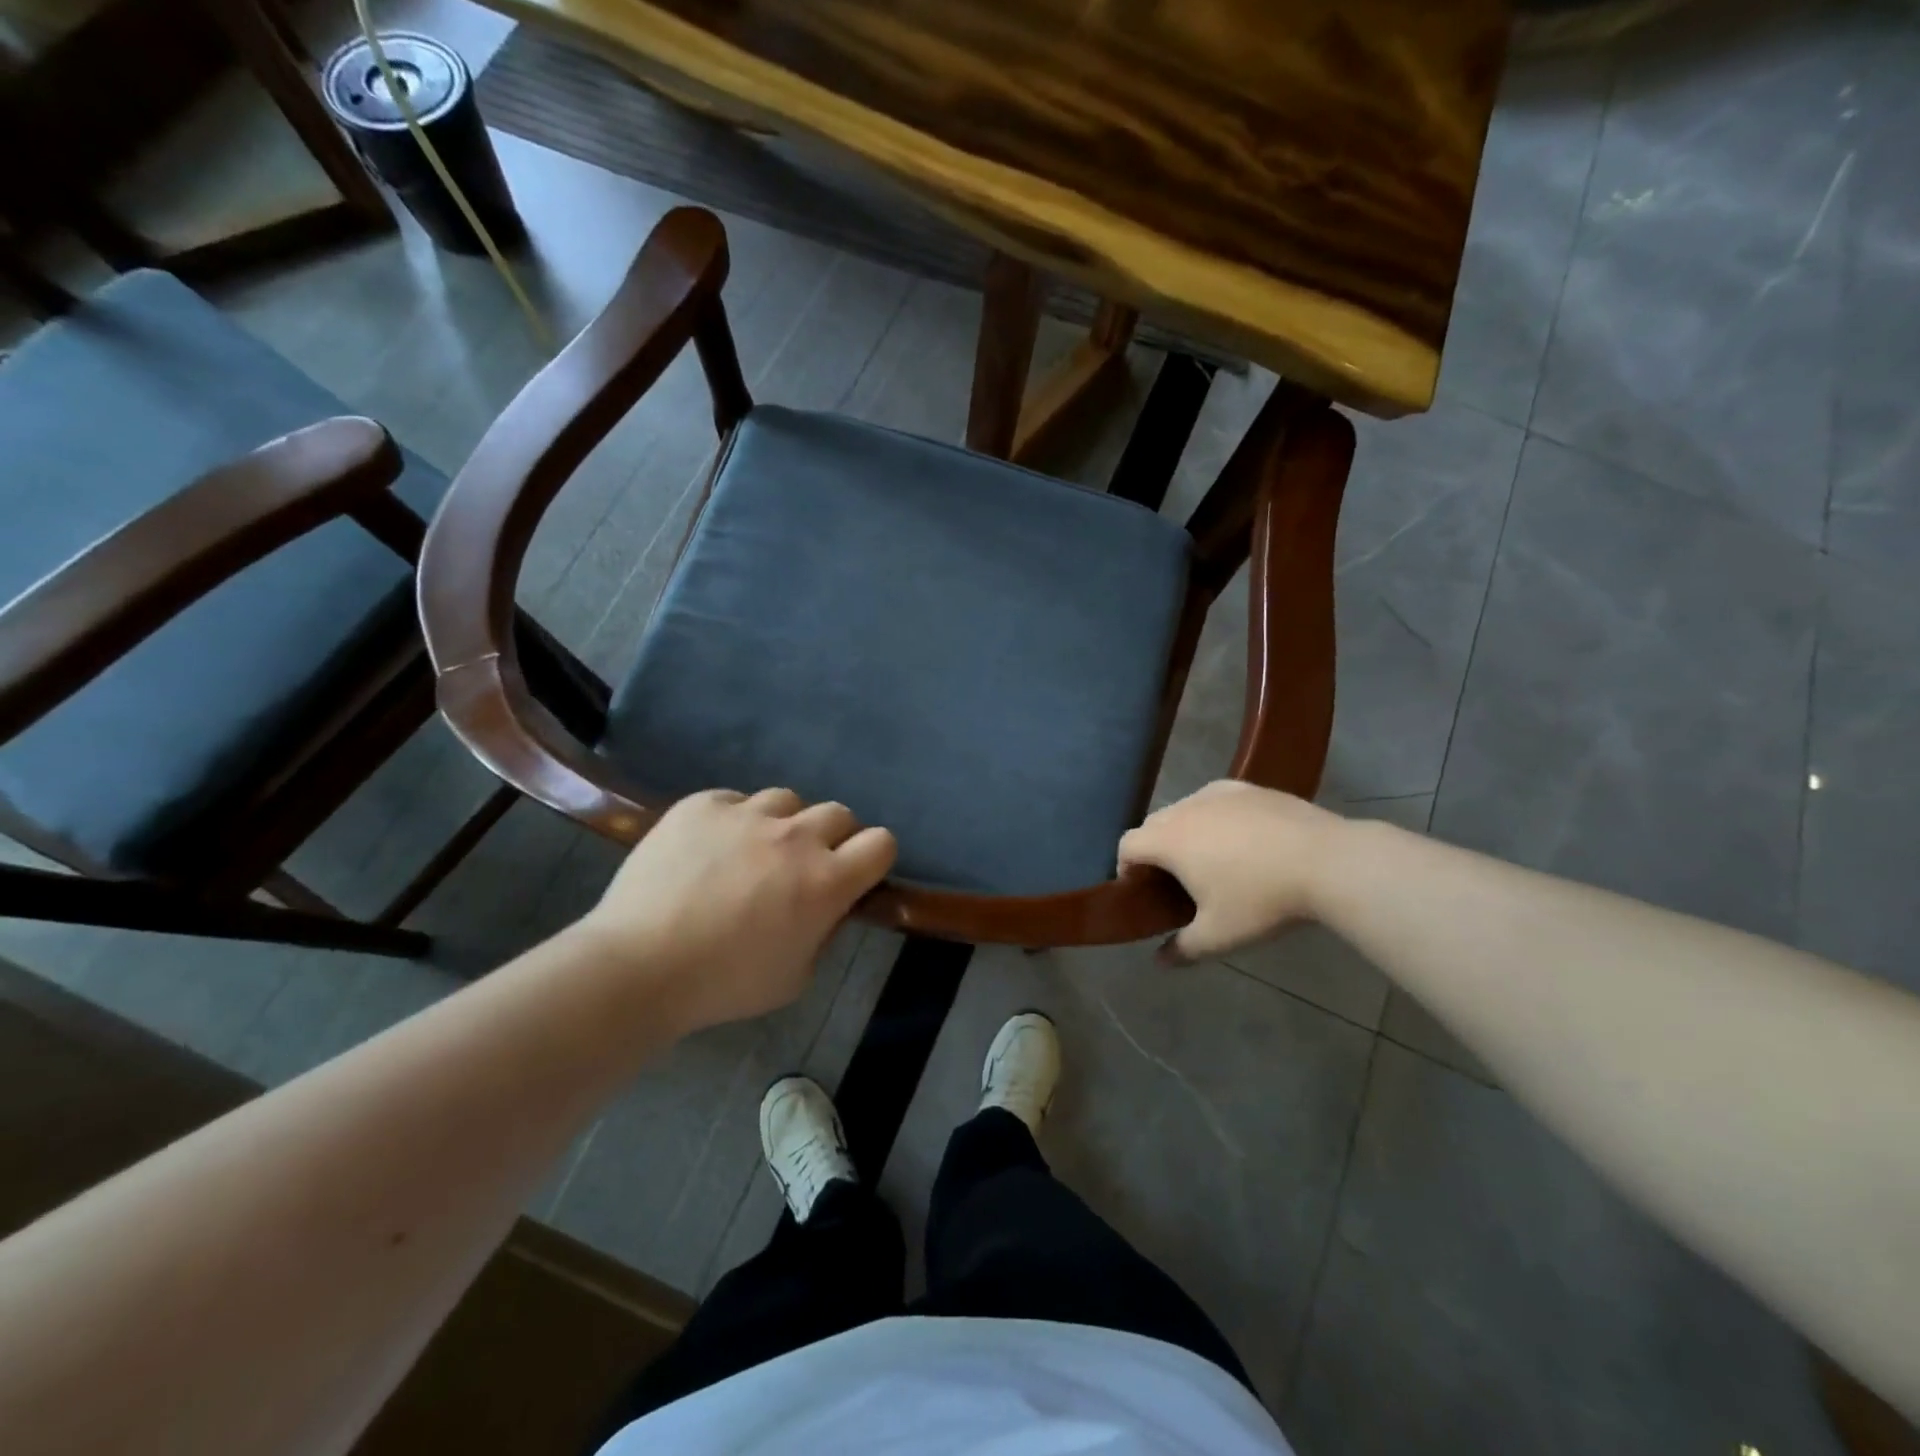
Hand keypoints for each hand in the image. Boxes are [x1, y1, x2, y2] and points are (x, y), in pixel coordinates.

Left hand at [577, 788, 895, 1032]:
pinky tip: (710, 849)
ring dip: (782, 825)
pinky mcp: (703, 805)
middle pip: (839, 813)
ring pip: (787, 801)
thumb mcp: (796, 977)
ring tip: (752, 852)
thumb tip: (828, 906)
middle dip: (832, 838)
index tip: (855, 875)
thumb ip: (824, 933)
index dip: (873, 857)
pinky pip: (735, 800)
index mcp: (826, 881)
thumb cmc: (723, 984)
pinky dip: (734, 820)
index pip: (882, 843)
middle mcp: (795, 837)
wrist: (637, 966)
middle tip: (802, 867)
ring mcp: (747, 814)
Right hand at [1119, 781, 1340, 962]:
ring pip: (1185, 809)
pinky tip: (1242, 838)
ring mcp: (1218, 793)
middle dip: (1155, 849)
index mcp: (1168, 840)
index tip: (1144, 890)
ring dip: (1185, 831)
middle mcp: (1185, 808)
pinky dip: (1215, 816)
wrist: (1327, 861)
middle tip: (1176, 880)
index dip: (1126, 868)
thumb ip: (1183, 949)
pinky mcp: (1249, 787)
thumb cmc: (1262, 899)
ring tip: (1211, 858)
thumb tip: (1159, 962)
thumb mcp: (1219, 936)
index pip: (1127, 845)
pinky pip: (1216, 800)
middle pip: (1153, 824)